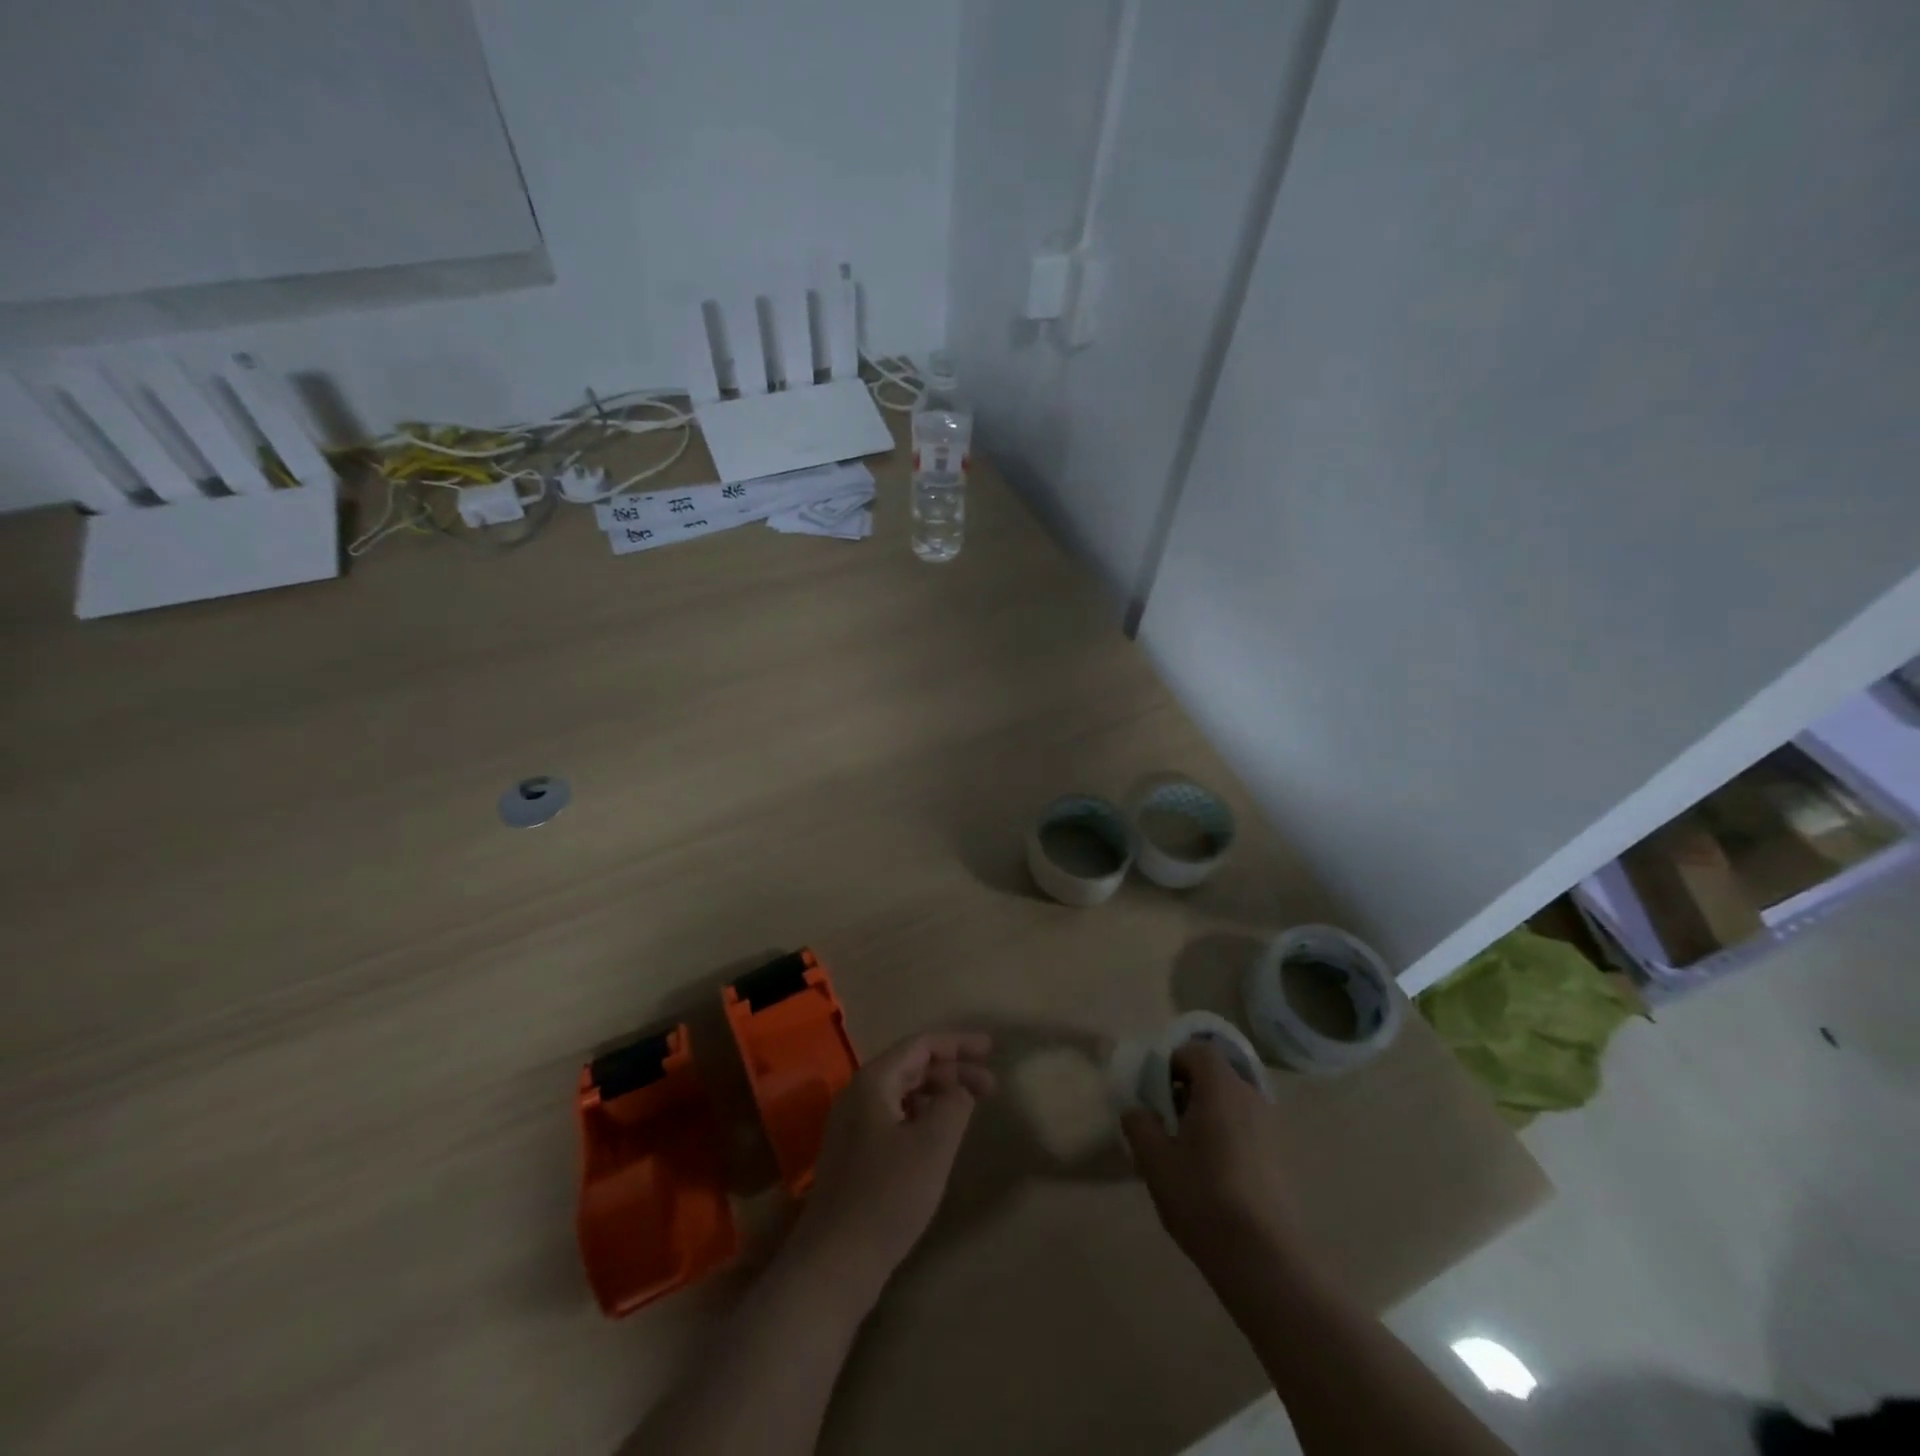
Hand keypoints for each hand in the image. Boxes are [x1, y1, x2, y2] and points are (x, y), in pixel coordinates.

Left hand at [788, 1031, 995, 1303]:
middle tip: (991, 1086)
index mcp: (873, 1082)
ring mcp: (853, 1126)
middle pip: (912, 1066)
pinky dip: (923, 1115)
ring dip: (939, 1094)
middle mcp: (859, 1094)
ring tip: (970, 1107)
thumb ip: (954, 1104)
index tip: (991, 1050)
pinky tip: (940, 1135)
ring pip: (904, 1093)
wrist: (835, 1262)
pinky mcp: (855, 1154)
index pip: (920, 1045)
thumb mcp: (933, 1145)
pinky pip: (895, 1117)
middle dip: (953, 1070)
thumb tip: (961, 1088)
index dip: (958, 1044)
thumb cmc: (888, 1196)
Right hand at [1121, 1041, 1304, 1277]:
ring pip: (1232, 1103)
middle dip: (1188, 1089)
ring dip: (1208, 1114)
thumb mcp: (1154, 1159)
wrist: (1264, 1259)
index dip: (1172, 1062)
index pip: (1198, 1050)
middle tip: (1166, 1122)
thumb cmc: (1203, 1197)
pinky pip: (1247, 1128)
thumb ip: (1140, 1124)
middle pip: (1216, 1075)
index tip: (1155, 1091)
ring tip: (1187, 1152)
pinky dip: (1227, 1136)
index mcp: (1221, 1088)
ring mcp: (1271, 1128)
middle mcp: (1251, 1097)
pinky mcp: (1280, 1158)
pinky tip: (1213, 1174)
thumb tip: (1138, 1110)